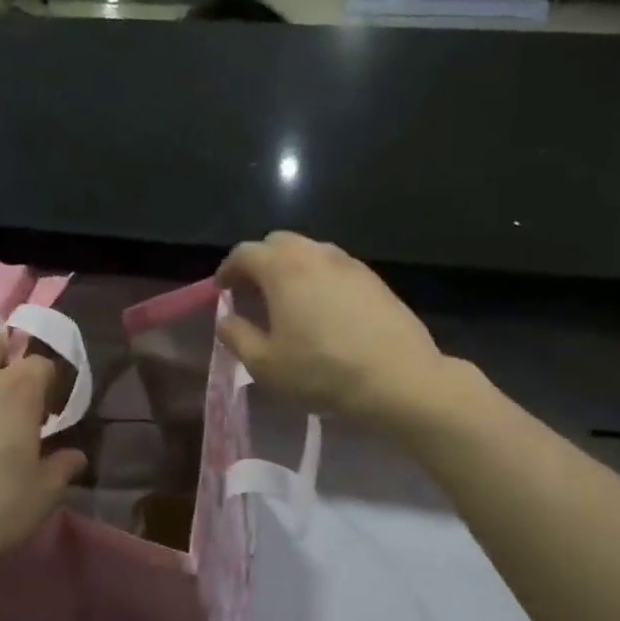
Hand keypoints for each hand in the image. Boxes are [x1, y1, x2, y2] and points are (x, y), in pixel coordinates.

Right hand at [216, 232, 451, 429]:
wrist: (396, 377)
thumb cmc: (321, 372)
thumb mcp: (266, 365)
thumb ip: (237, 337)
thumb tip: (226, 320)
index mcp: (283, 268)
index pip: (244, 253)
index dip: (227, 270)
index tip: (222, 290)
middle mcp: (316, 254)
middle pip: (278, 243)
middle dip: (259, 263)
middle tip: (253, 293)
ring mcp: (349, 263)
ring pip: (310, 252)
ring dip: (291, 269)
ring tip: (288, 301)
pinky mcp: (374, 279)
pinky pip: (336, 268)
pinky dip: (319, 279)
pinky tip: (323, 310)